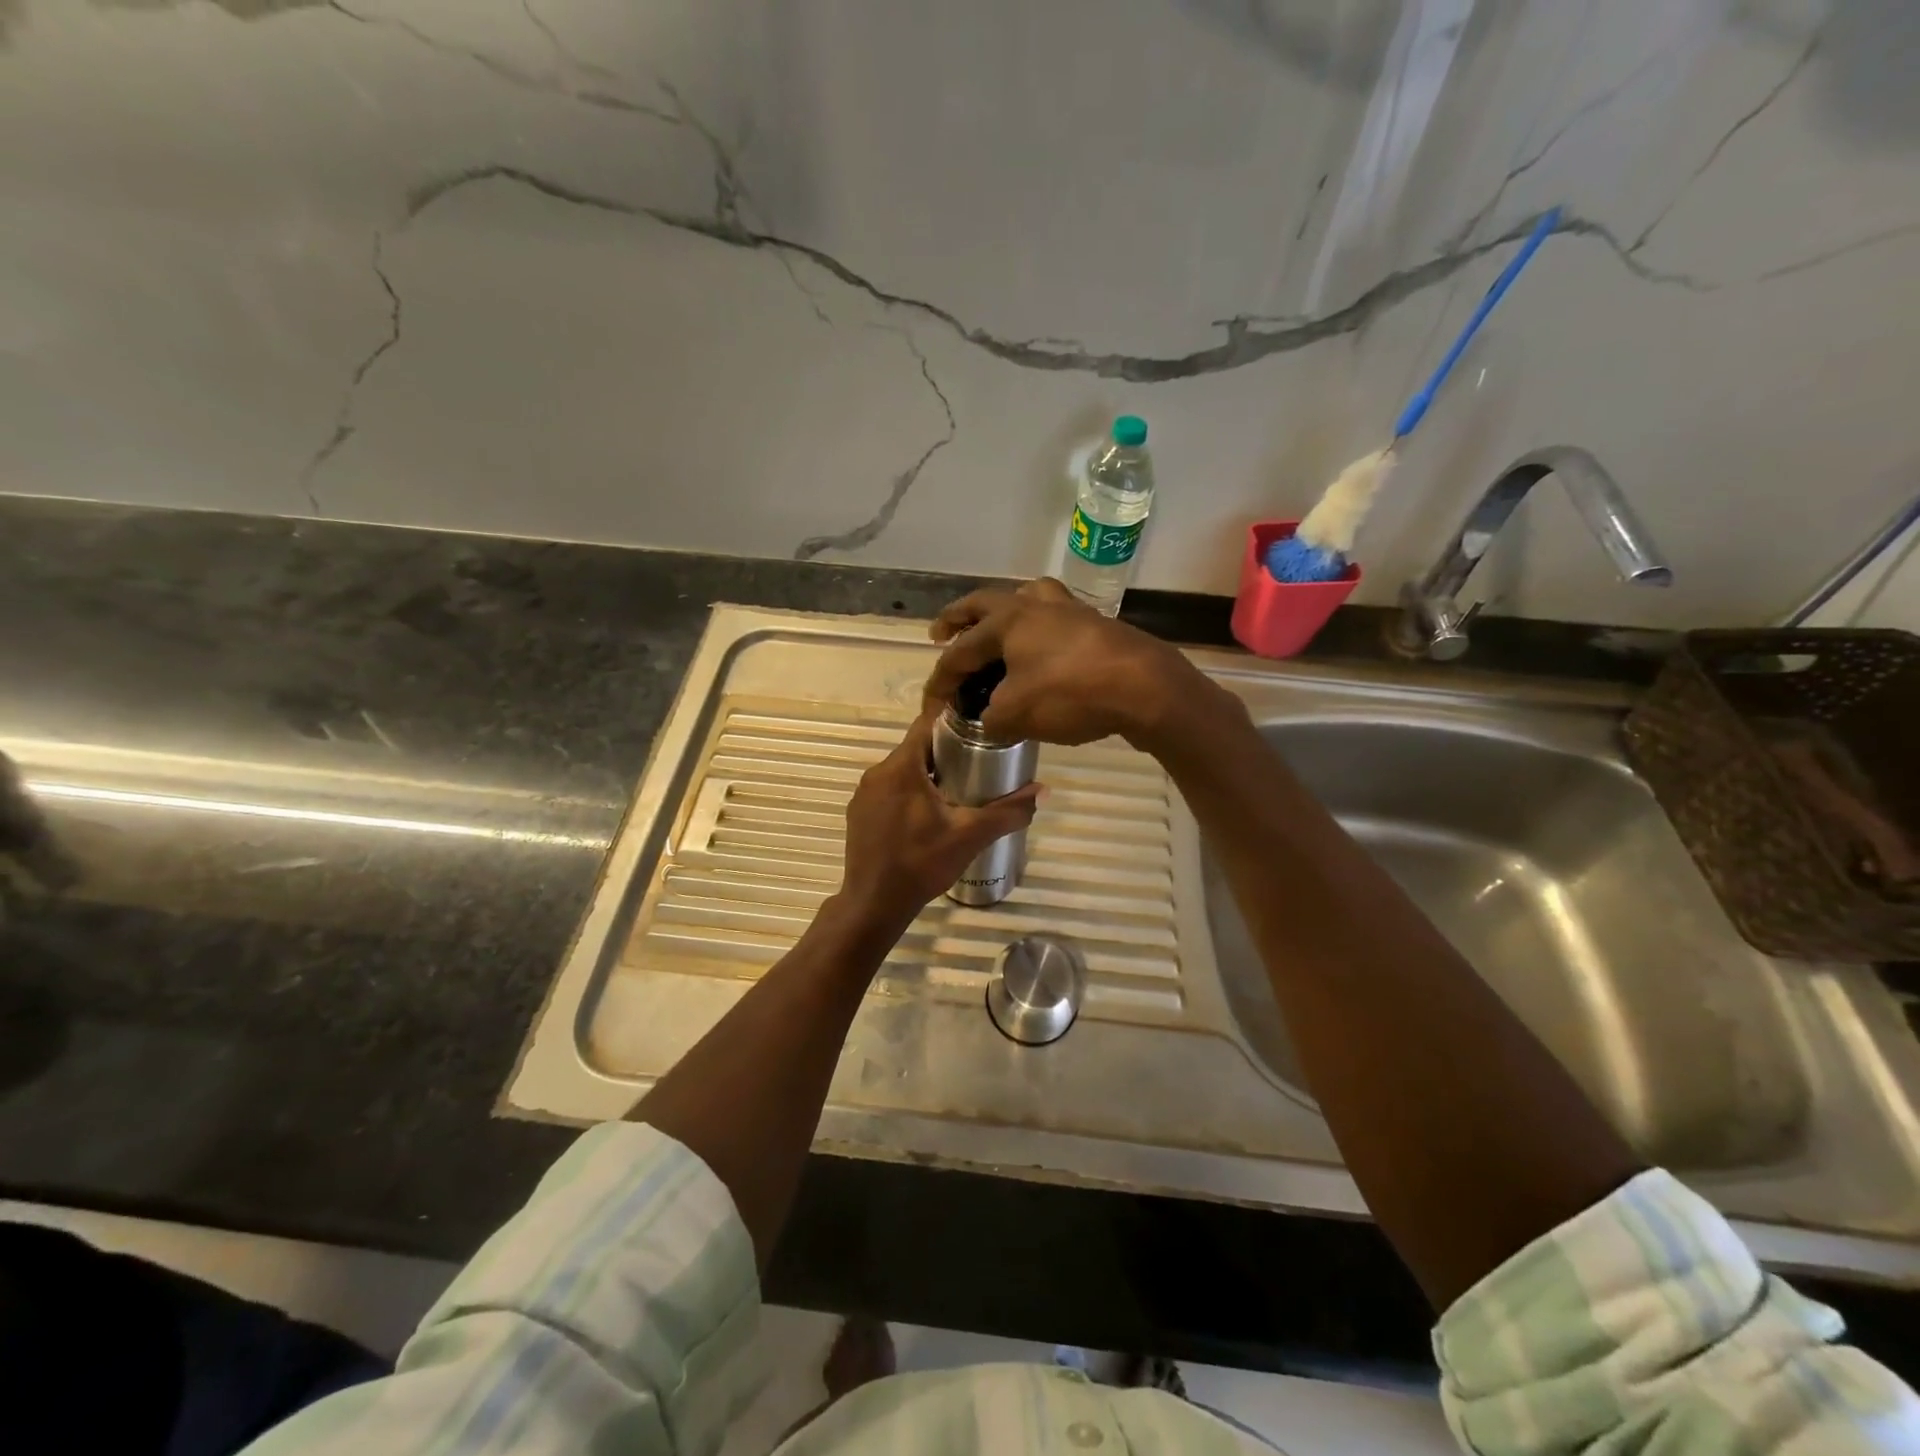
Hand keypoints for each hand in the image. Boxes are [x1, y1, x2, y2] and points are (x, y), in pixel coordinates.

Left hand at [831, 713, 1041, 936]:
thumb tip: (1043, 791)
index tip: (980, 732)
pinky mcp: (858, 814)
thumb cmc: (921, 863)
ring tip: (958, 793)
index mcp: (901, 767)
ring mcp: (864, 795)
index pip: (927, 724)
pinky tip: (928, 818)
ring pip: (903, 772)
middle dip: (947, 754)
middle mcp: (877, 773)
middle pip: (916, 749)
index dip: (955, 723)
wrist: (874, 905)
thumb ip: (1008, 811)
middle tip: (978, 768)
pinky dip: (909, 795)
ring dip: (928, 776)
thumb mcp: (970, 836)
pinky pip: (889, 792)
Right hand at [923, 578, 1208, 748]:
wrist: (1146, 687)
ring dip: (1003, 611)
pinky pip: (1054, 618)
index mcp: (1006, 621)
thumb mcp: (1017, 714)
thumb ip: (992, 718)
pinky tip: (1042, 649)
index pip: (959, 651)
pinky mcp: (1095, 624)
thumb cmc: (1071, 694)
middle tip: (942, 632)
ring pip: (1026, 599)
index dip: (940, 680)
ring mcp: (1068, 610)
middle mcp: (1034, 605)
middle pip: (984, 603)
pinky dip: (1038, 628)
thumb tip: (990, 720)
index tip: (931, 705)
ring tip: (997, 628)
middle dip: (958, 618)